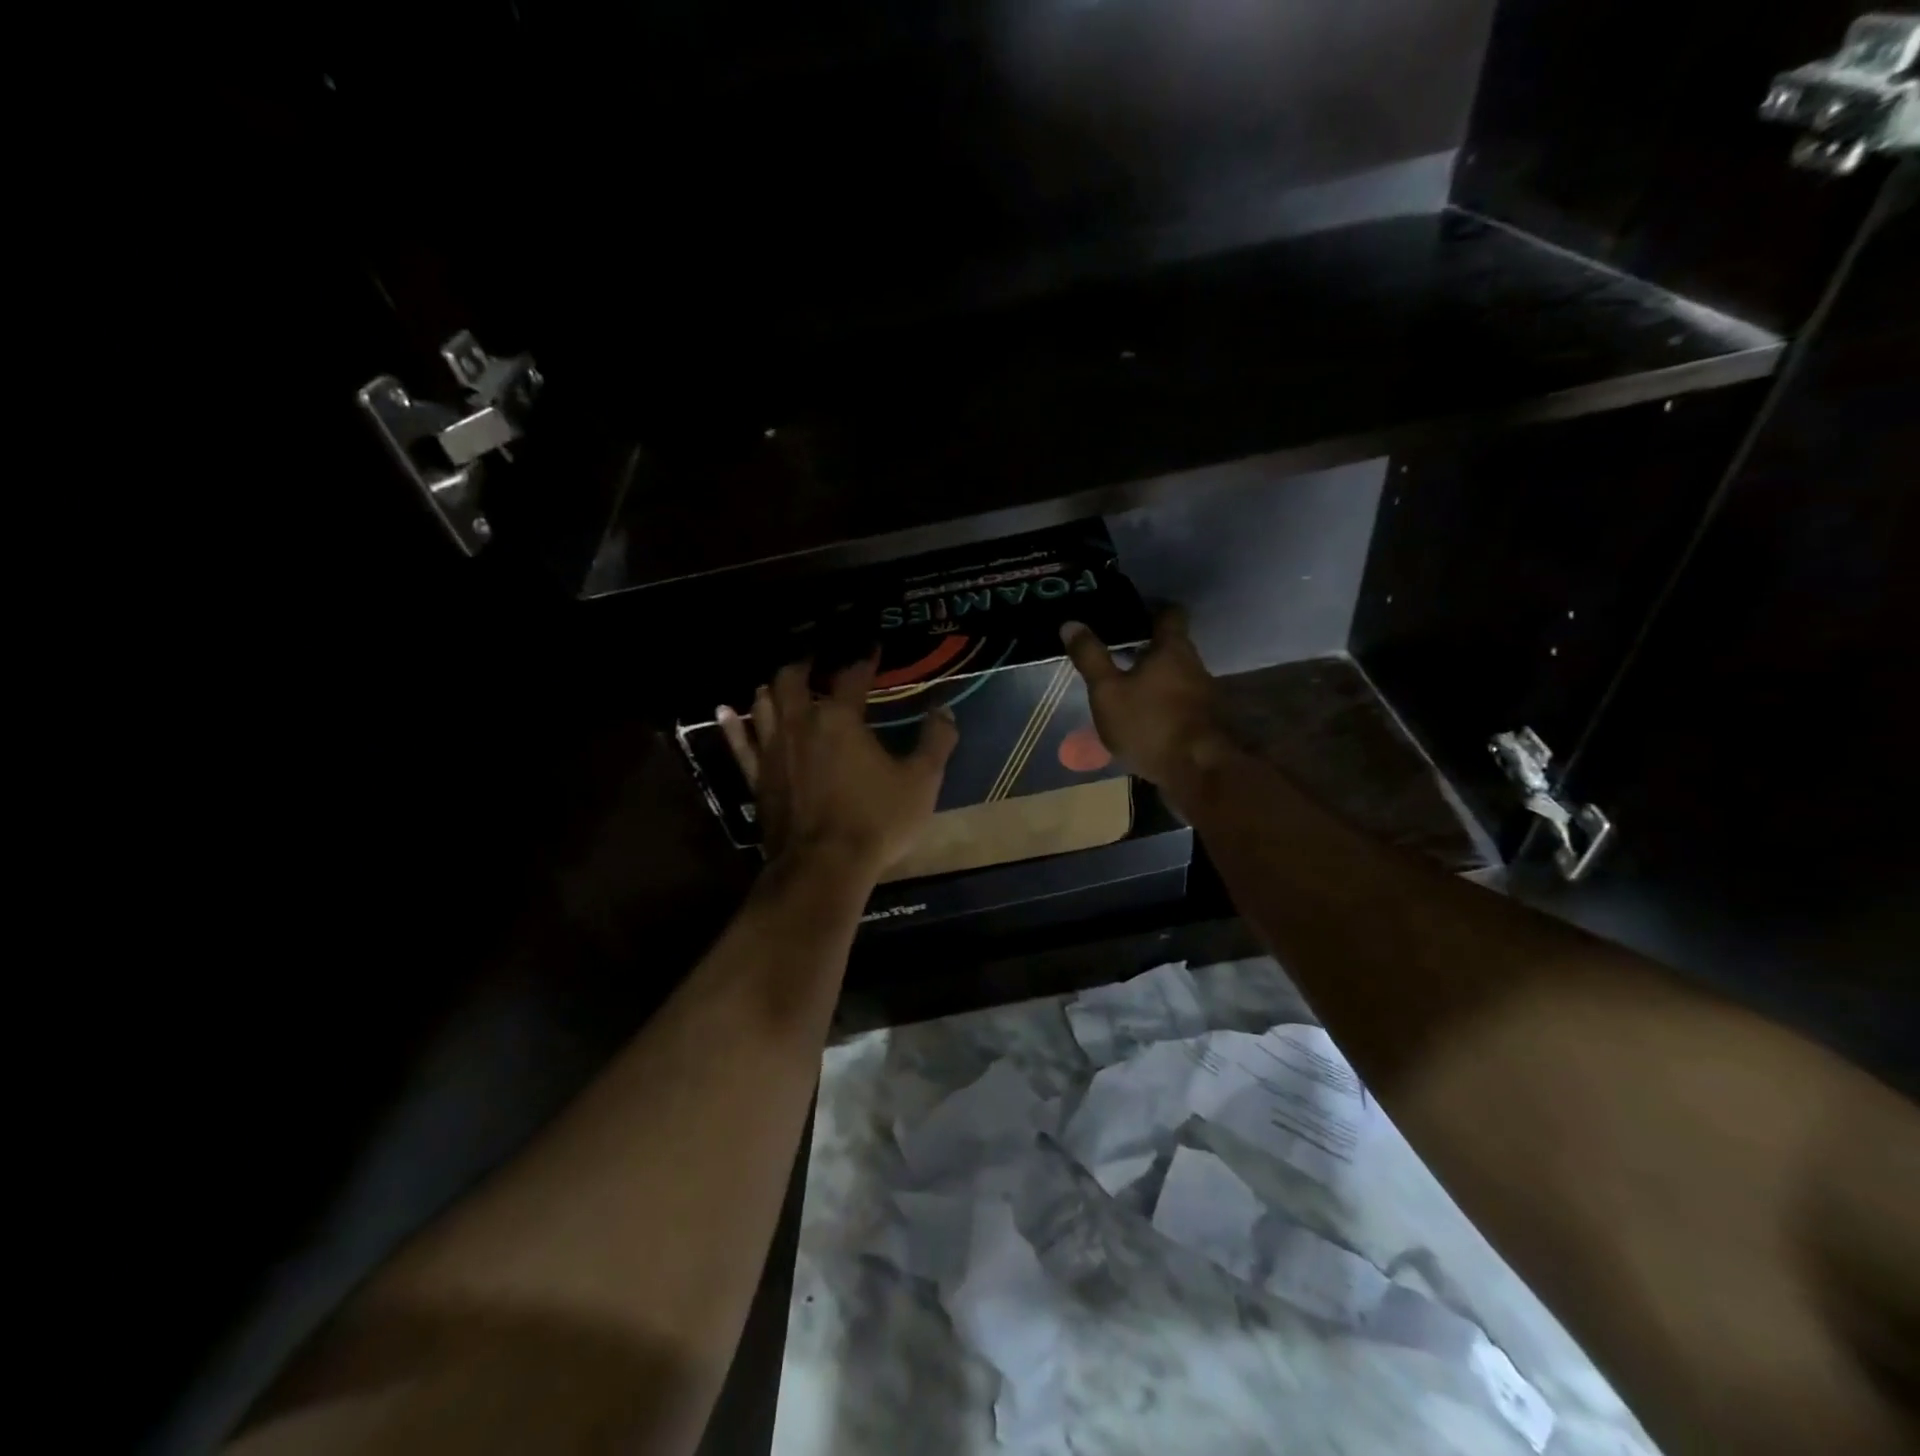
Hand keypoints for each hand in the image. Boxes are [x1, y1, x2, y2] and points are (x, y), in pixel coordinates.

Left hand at [716, 657, 957, 882]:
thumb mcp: (921, 781)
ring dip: (773, 687)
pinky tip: (725, 712)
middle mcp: (800, 724)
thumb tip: (944, 710)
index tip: (872, 650)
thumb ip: (936, 741)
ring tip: (781, 682)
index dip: (863, 660)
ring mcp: (772, 750)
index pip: (851, 677)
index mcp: (840, 719)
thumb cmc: (876, 821)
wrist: (823, 867)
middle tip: (816, 659)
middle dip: (805, 664)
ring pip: (763, 704)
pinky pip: (739, 744)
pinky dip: (733, 725)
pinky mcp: (756, 778)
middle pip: (792, 679)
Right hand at [1059, 608, 1228, 801]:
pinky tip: (1143, 718)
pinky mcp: (1205, 723)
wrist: (1198, 772)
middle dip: (1147, 648)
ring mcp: (1204, 696)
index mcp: (1172, 649)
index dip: (1152, 608)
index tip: (1130, 613)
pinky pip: (1180, 703)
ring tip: (1126, 689)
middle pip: (1172, 646)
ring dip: (1154, 679)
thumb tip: (1070, 623)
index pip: (1170, 613)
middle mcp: (1194, 665)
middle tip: (1117, 653)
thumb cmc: (1149, 723)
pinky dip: (1162, 704)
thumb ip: (1091, 658)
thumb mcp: (1108, 692)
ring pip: (1176, 676)